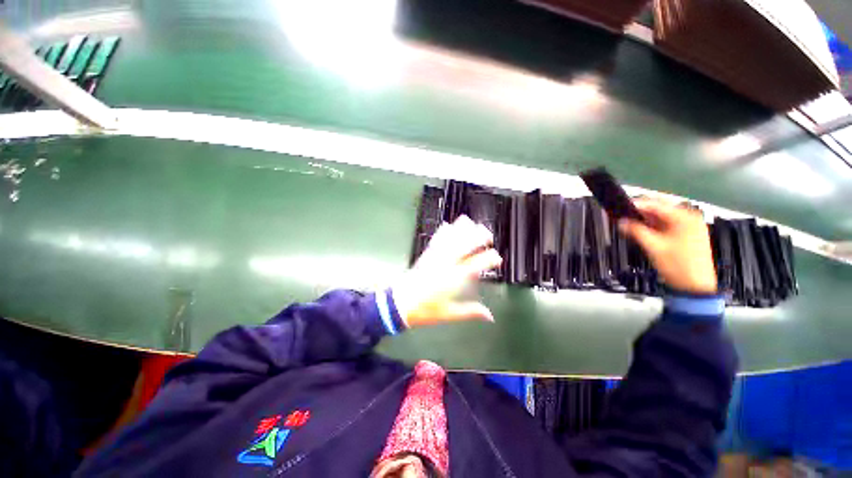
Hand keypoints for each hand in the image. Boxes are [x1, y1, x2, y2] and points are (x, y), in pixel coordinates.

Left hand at [392, 215, 502, 327]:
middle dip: (478, 237)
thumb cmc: (425, 310)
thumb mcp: (449, 314)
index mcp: (454, 279)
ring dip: (462, 229)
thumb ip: (470, 312)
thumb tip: (490, 316)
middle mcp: (446, 265)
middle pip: (465, 245)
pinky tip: (447, 225)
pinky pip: (436, 240)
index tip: (497, 258)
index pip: (476, 265)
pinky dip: (443, 231)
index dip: (489, 259)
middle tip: (488, 236)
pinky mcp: (426, 255)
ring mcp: (435, 258)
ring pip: (451, 239)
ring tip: (471, 223)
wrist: (400, 304)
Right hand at [619, 199, 717, 294]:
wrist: (695, 287)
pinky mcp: (690, 235)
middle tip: (623, 216)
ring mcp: (692, 226)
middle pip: (661, 209)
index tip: (619, 206)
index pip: (655, 204)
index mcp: (685, 217)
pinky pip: (669, 224)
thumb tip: (621, 222)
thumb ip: (635, 231)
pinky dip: (656, 226)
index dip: (636, 205)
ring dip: (647, 220)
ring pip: (664, 217)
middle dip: (641, 212)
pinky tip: (644, 230)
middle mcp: (690, 218)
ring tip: (630, 223)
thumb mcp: (653, 247)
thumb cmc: (677, 266)